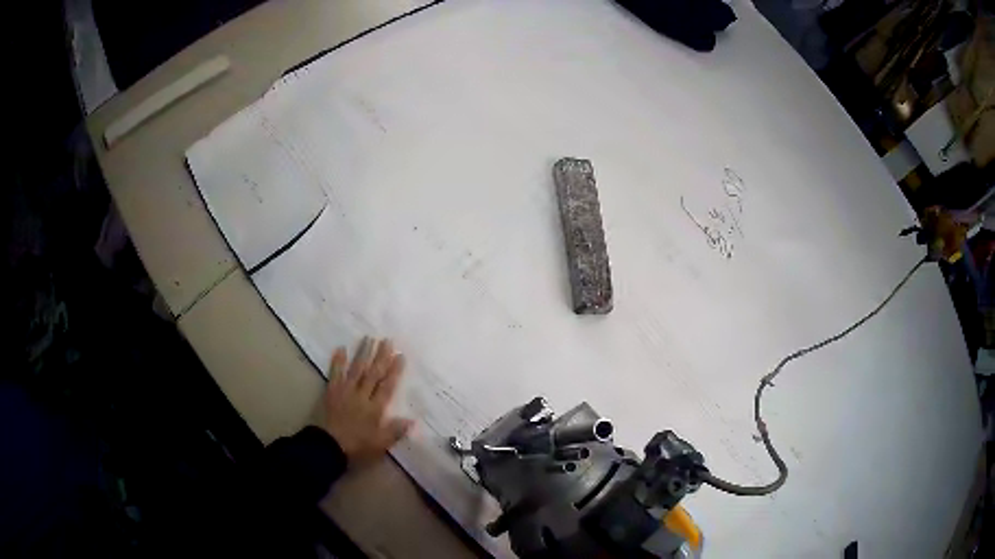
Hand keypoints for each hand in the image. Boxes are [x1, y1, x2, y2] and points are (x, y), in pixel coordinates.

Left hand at [323, 337, 413, 464]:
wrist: (329, 446)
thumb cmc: (357, 447)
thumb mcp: (380, 444)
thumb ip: (395, 431)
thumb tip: (412, 420)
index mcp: (375, 409)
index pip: (387, 387)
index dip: (394, 371)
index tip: (400, 356)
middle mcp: (362, 396)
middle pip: (373, 374)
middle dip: (381, 357)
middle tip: (387, 340)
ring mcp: (346, 392)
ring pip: (357, 370)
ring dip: (363, 354)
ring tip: (369, 338)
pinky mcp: (332, 392)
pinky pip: (335, 374)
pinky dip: (338, 361)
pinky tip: (341, 349)